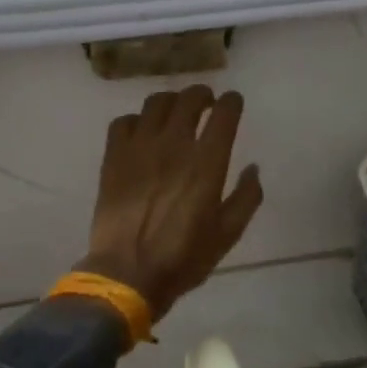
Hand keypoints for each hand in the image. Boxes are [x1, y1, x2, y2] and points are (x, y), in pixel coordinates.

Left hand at [79, 86, 263, 320]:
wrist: (127, 273)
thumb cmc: (184, 258)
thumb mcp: (228, 234)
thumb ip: (247, 197)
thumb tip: (253, 169)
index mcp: (207, 163)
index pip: (224, 114)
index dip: (231, 102)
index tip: (233, 103)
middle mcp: (174, 145)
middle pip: (189, 99)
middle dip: (202, 94)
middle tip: (206, 103)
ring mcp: (139, 148)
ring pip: (155, 103)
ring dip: (171, 101)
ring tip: (175, 111)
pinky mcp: (113, 157)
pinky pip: (123, 122)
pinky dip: (136, 120)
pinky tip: (141, 132)